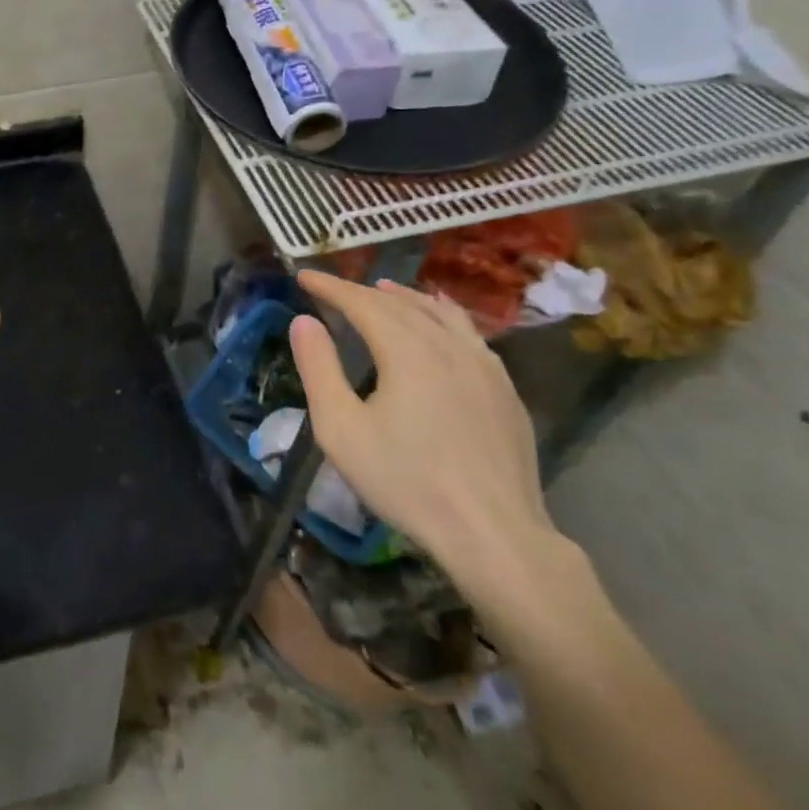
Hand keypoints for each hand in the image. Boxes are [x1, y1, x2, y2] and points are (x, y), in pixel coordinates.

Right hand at [289, 271, 563, 604]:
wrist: (494, 535)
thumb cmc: (406, 481)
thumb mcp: (341, 429)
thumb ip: (318, 368)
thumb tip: (303, 321)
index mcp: (408, 350)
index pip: (362, 302)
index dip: (330, 286)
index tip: (303, 275)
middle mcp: (449, 345)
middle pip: (400, 304)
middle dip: (362, 291)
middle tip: (333, 288)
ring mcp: (485, 367)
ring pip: (440, 313)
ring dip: (407, 297)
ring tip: (386, 289)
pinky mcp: (505, 390)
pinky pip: (469, 335)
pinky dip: (444, 317)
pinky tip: (442, 326)